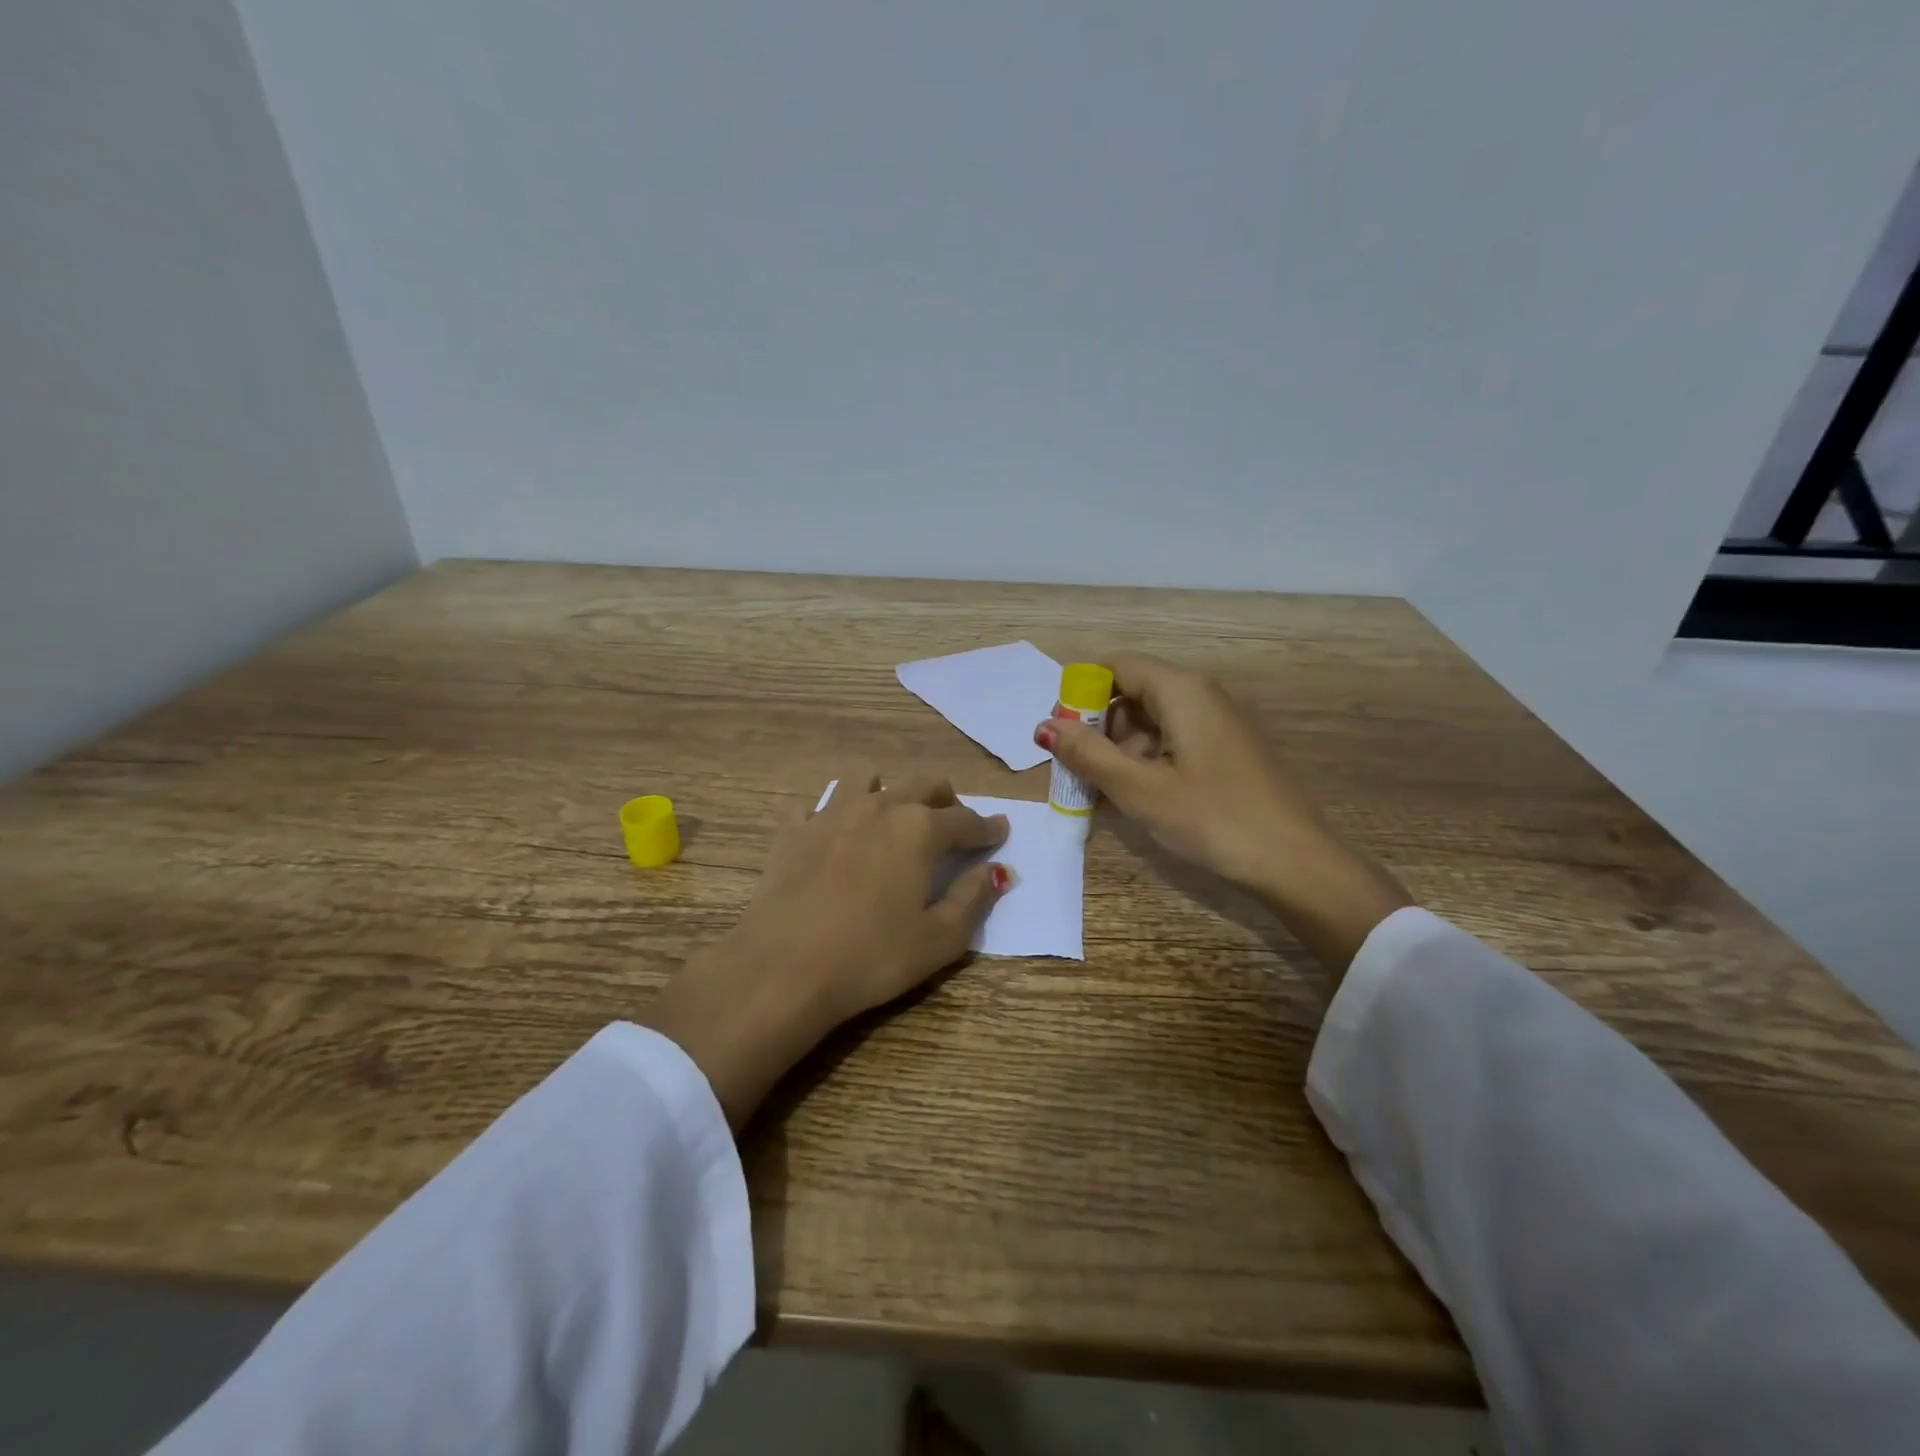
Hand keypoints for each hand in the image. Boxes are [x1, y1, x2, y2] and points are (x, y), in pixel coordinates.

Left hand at [642, 774, 1010, 1128]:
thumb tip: (998, 870)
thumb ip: (974, 898)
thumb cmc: (871, 958)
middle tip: (953, 819)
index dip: (988, 827)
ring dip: (888, 790)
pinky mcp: (793, 829)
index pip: (966, 820)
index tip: (1000, 830)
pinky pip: (816, 804)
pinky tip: (831, 832)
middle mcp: (879, 807)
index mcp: (920, 830)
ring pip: (867, 778)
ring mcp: (831, 813)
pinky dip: (830, 811)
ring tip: (892, 814)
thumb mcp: (939, 939)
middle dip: (945, 799)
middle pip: (922, 784)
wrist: (781, 969)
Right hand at [1036, 653, 1409, 973]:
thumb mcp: (1139, 789)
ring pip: (1151, 721)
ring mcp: (1218, 723)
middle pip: (1132, 692)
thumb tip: (1044, 727)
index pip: (1116, 666)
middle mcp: (1201, 695)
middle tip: (1076, 771)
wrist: (1295, 862)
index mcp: (1181, 691)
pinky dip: (1146, 762)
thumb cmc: (1212, 819)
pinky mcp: (1227, 750)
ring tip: (1101, 793)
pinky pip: (1173, 742)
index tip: (1059, 734)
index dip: (1080, 693)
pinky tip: (1135, 798)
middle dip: (1097, 727)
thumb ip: (1087, 754)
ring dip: (1119, 750)